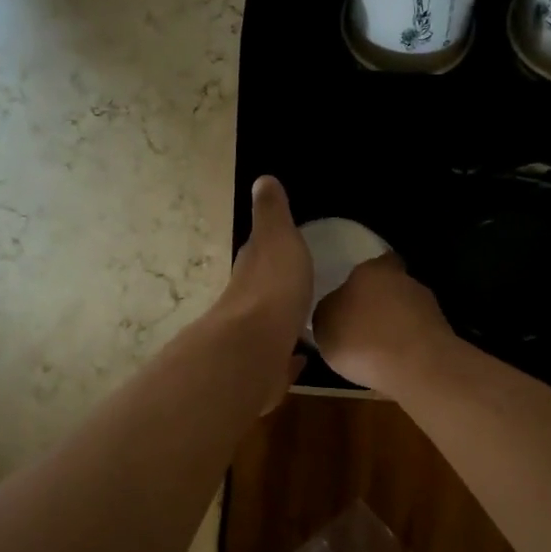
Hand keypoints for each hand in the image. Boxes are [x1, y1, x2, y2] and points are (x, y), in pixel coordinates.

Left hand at [215, 176, 311, 411]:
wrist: (254, 348)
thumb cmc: (272, 287)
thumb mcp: (277, 237)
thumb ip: (272, 213)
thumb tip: (262, 180)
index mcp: (252, 270)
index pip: (257, 254)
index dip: (268, 249)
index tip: (284, 247)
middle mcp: (246, 304)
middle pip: (260, 292)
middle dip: (274, 290)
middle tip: (299, 288)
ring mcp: (252, 340)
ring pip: (267, 328)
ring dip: (281, 324)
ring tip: (304, 323)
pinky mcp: (262, 371)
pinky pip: (278, 362)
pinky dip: (287, 360)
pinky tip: (301, 361)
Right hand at [312, 253, 459, 397]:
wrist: (417, 368)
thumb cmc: (361, 339)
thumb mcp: (324, 325)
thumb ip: (328, 310)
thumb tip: (336, 308)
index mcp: (371, 269)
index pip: (369, 265)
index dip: (360, 282)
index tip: (350, 300)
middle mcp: (404, 280)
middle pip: (388, 288)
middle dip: (378, 305)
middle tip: (360, 327)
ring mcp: (428, 306)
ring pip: (405, 312)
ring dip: (394, 327)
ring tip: (376, 352)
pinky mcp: (443, 333)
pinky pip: (416, 336)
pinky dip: (406, 346)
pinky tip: (394, 364)